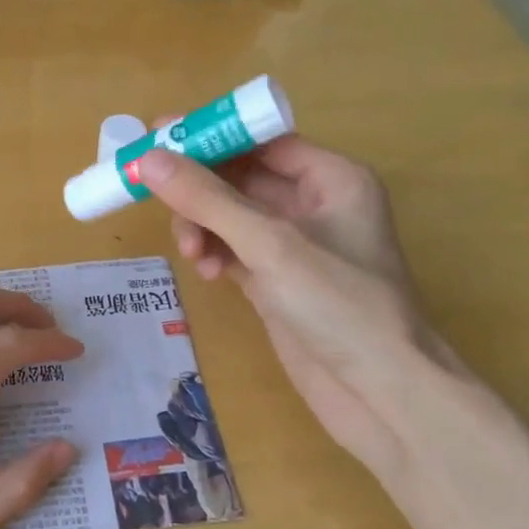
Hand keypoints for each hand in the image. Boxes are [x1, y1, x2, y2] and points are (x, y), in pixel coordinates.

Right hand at [136, 138, 447, 474]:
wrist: (379, 392)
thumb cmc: (338, 304)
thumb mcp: (270, 244)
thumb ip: (208, 199)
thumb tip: (149, 159)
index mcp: (332, 178)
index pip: (261, 139)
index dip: (210, 137)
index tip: (157, 136)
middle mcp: (315, 205)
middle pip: (241, 178)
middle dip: (200, 191)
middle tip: (158, 201)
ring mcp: (295, 247)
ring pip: (231, 218)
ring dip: (203, 227)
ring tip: (191, 254)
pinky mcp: (278, 282)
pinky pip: (233, 252)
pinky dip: (214, 255)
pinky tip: (206, 273)